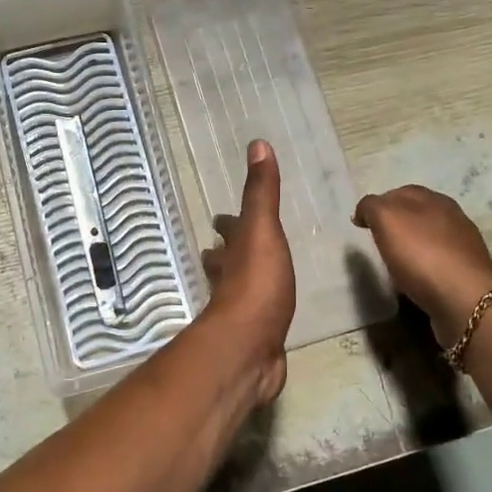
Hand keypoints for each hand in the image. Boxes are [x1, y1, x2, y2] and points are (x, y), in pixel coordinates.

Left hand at [202, 141, 294, 405]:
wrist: (249, 347)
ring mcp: (238, 312)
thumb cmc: (256, 283)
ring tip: (251, 276)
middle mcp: (228, 280)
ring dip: (239, 280)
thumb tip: (257, 144)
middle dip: (227, 252)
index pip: (226, 231)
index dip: (226, 223)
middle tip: (230, 245)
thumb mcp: (262, 230)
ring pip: (236, 289)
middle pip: (224, 261)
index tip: (222, 218)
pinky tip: (268, 316)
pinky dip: (259, 312)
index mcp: (231, 253)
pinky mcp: (253, 338)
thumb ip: (262, 192)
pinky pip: (256, 318)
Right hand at [353, 185, 491, 345]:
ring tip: (394, 261)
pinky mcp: (467, 273)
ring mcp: (464, 245)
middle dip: (397, 223)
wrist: (465, 299)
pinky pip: (439, 262)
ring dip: (412, 244)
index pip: (401, 192)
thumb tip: (364, 210)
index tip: (361, 223)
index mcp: (433, 199)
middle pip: (418, 213)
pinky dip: (424, 265)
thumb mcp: (387, 220)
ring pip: (430, 237)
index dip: (379, 204)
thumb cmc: (422, 255)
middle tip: (376, 240)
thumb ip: (372, 207)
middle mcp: (452, 216)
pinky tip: (415, 278)